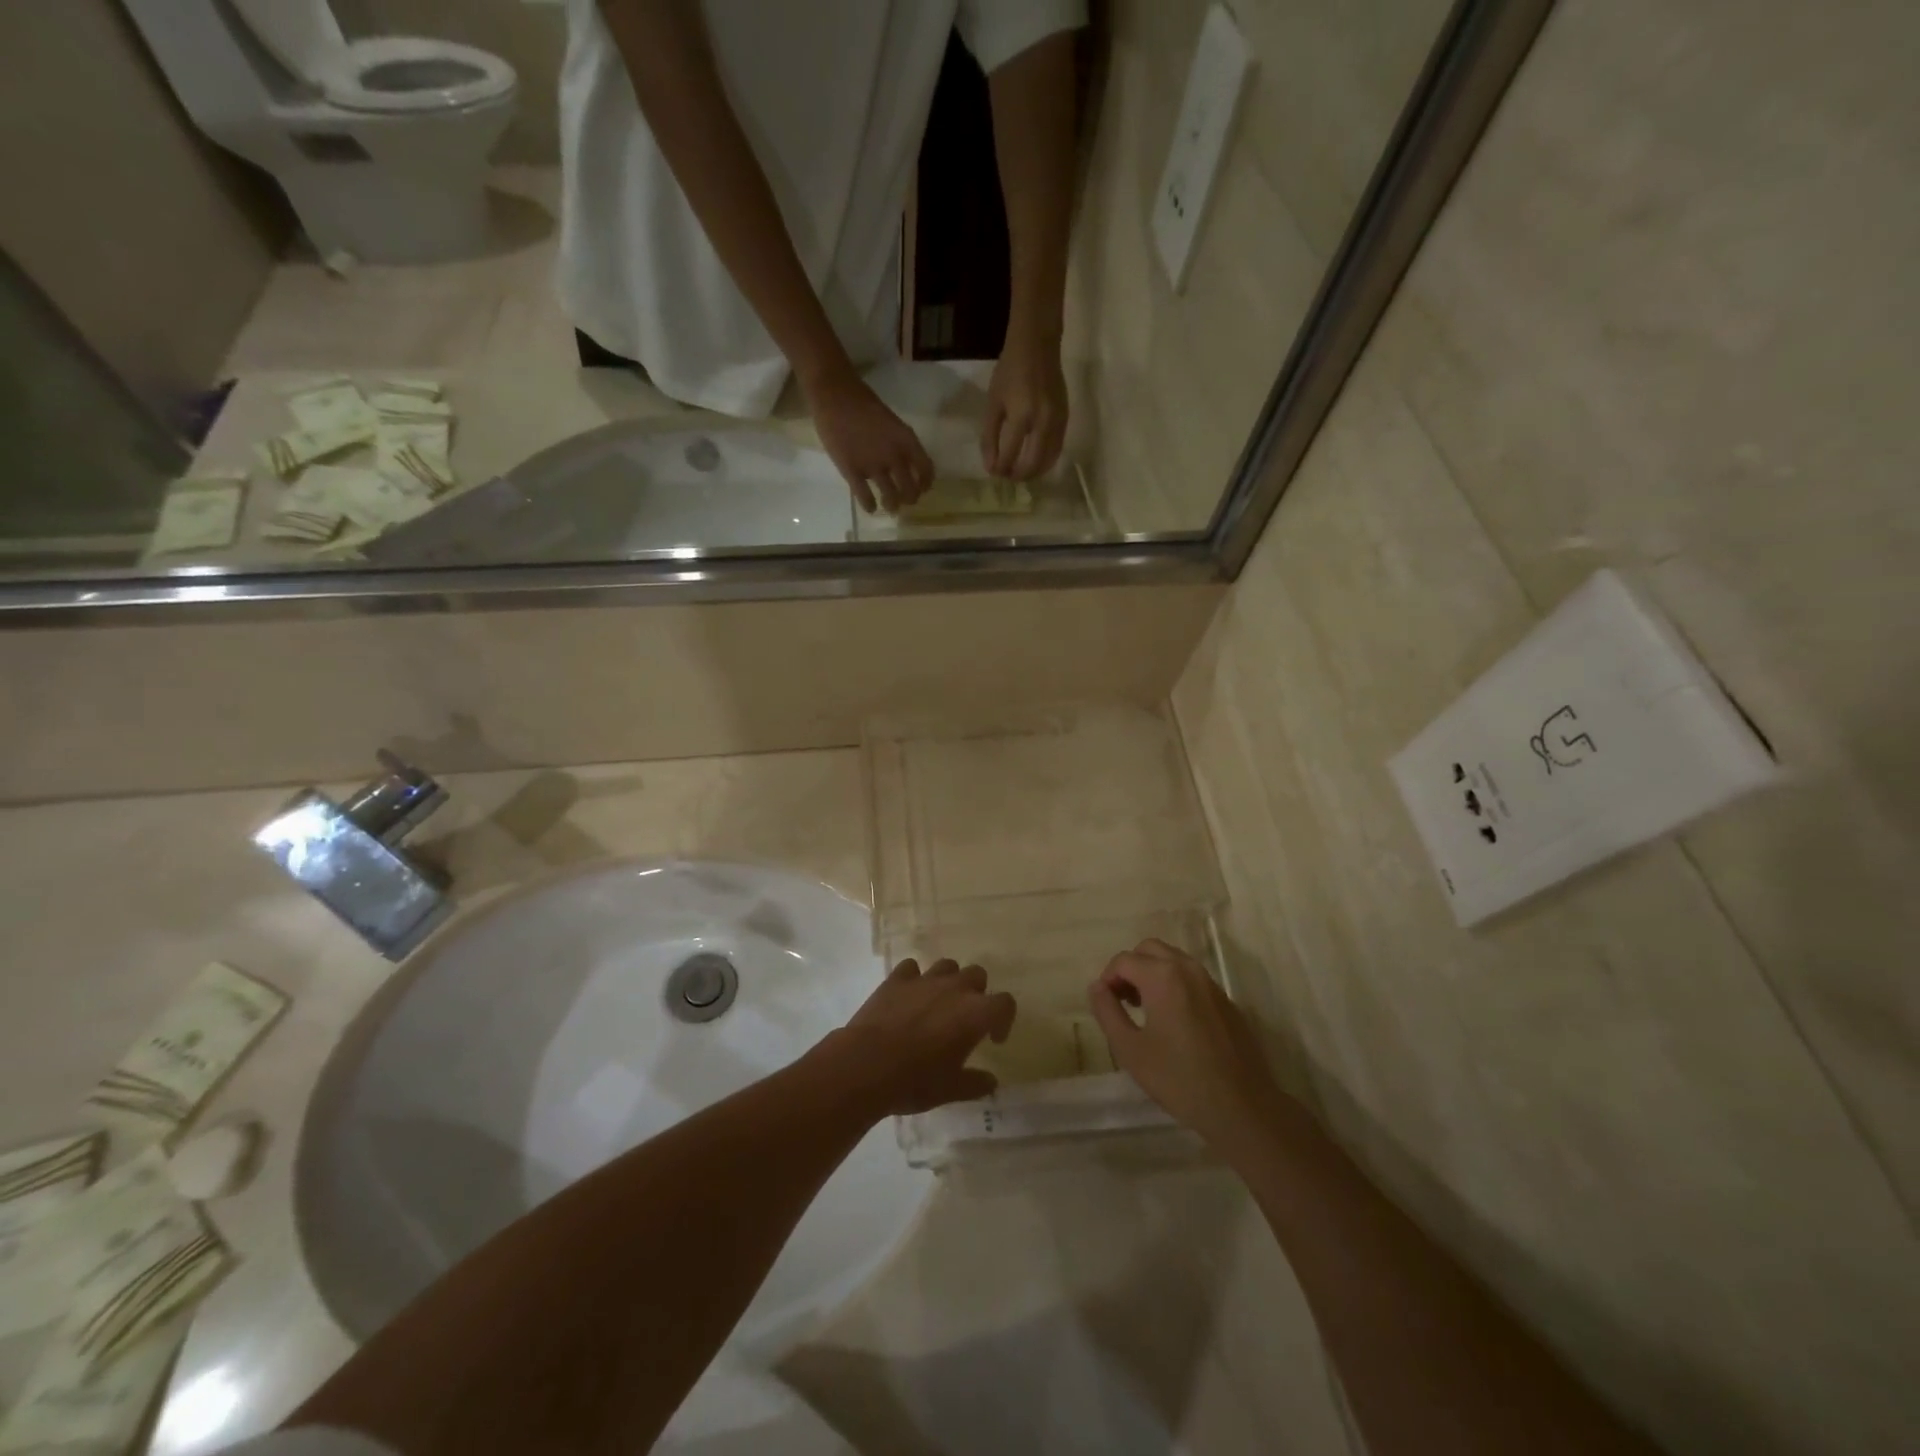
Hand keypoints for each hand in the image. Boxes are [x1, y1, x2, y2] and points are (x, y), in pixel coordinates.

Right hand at [804, 370, 934, 514]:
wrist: (835, 395)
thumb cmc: (863, 404)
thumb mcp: (892, 422)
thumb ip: (901, 444)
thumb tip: (905, 464)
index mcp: (907, 441)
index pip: (926, 471)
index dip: (926, 483)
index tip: (923, 488)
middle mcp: (894, 456)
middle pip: (909, 489)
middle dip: (910, 499)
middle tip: (905, 501)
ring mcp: (873, 466)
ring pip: (890, 497)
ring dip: (892, 506)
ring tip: (891, 507)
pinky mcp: (852, 472)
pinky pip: (865, 497)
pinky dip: (870, 506)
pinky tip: (871, 508)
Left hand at [827, 959, 1016, 1115]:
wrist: (866, 1066)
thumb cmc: (915, 1080)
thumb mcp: (950, 1090)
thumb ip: (975, 1083)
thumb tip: (991, 1082)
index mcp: (975, 1013)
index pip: (1005, 1003)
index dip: (1004, 1019)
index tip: (993, 1039)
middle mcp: (955, 988)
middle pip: (977, 975)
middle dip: (976, 993)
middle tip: (965, 1018)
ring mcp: (924, 979)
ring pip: (947, 965)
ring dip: (948, 980)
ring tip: (938, 1003)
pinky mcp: (896, 979)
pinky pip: (911, 968)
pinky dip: (914, 978)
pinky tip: (908, 996)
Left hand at [981, 330, 1067, 479]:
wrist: (1037, 346)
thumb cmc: (1010, 371)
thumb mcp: (993, 403)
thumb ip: (989, 437)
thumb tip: (991, 466)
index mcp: (1021, 416)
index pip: (1010, 455)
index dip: (1000, 468)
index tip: (993, 472)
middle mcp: (1042, 423)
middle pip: (1032, 464)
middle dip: (1018, 475)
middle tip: (1007, 476)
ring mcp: (1057, 422)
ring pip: (1048, 461)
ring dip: (1033, 472)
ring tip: (1019, 472)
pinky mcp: (1066, 420)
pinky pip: (1057, 450)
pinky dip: (1045, 461)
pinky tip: (1035, 461)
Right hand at [1088, 940, 1281, 1148]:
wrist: (1242, 1107)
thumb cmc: (1179, 1079)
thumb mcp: (1130, 1049)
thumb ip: (1108, 1012)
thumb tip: (1097, 987)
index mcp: (1162, 976)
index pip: (1124, 960)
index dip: (1108, 978)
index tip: (1106, 1005)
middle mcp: (1188, 969)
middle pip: (1149, 949)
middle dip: (1130, 968)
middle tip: (1123, 1001)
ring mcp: (1211, 983)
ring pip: (1173, 960)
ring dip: (1153, 973)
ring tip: (1146, 1009)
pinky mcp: (1226, 1000)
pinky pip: (1192, 978)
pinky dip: (1175, 984)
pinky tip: (1174, 1021)